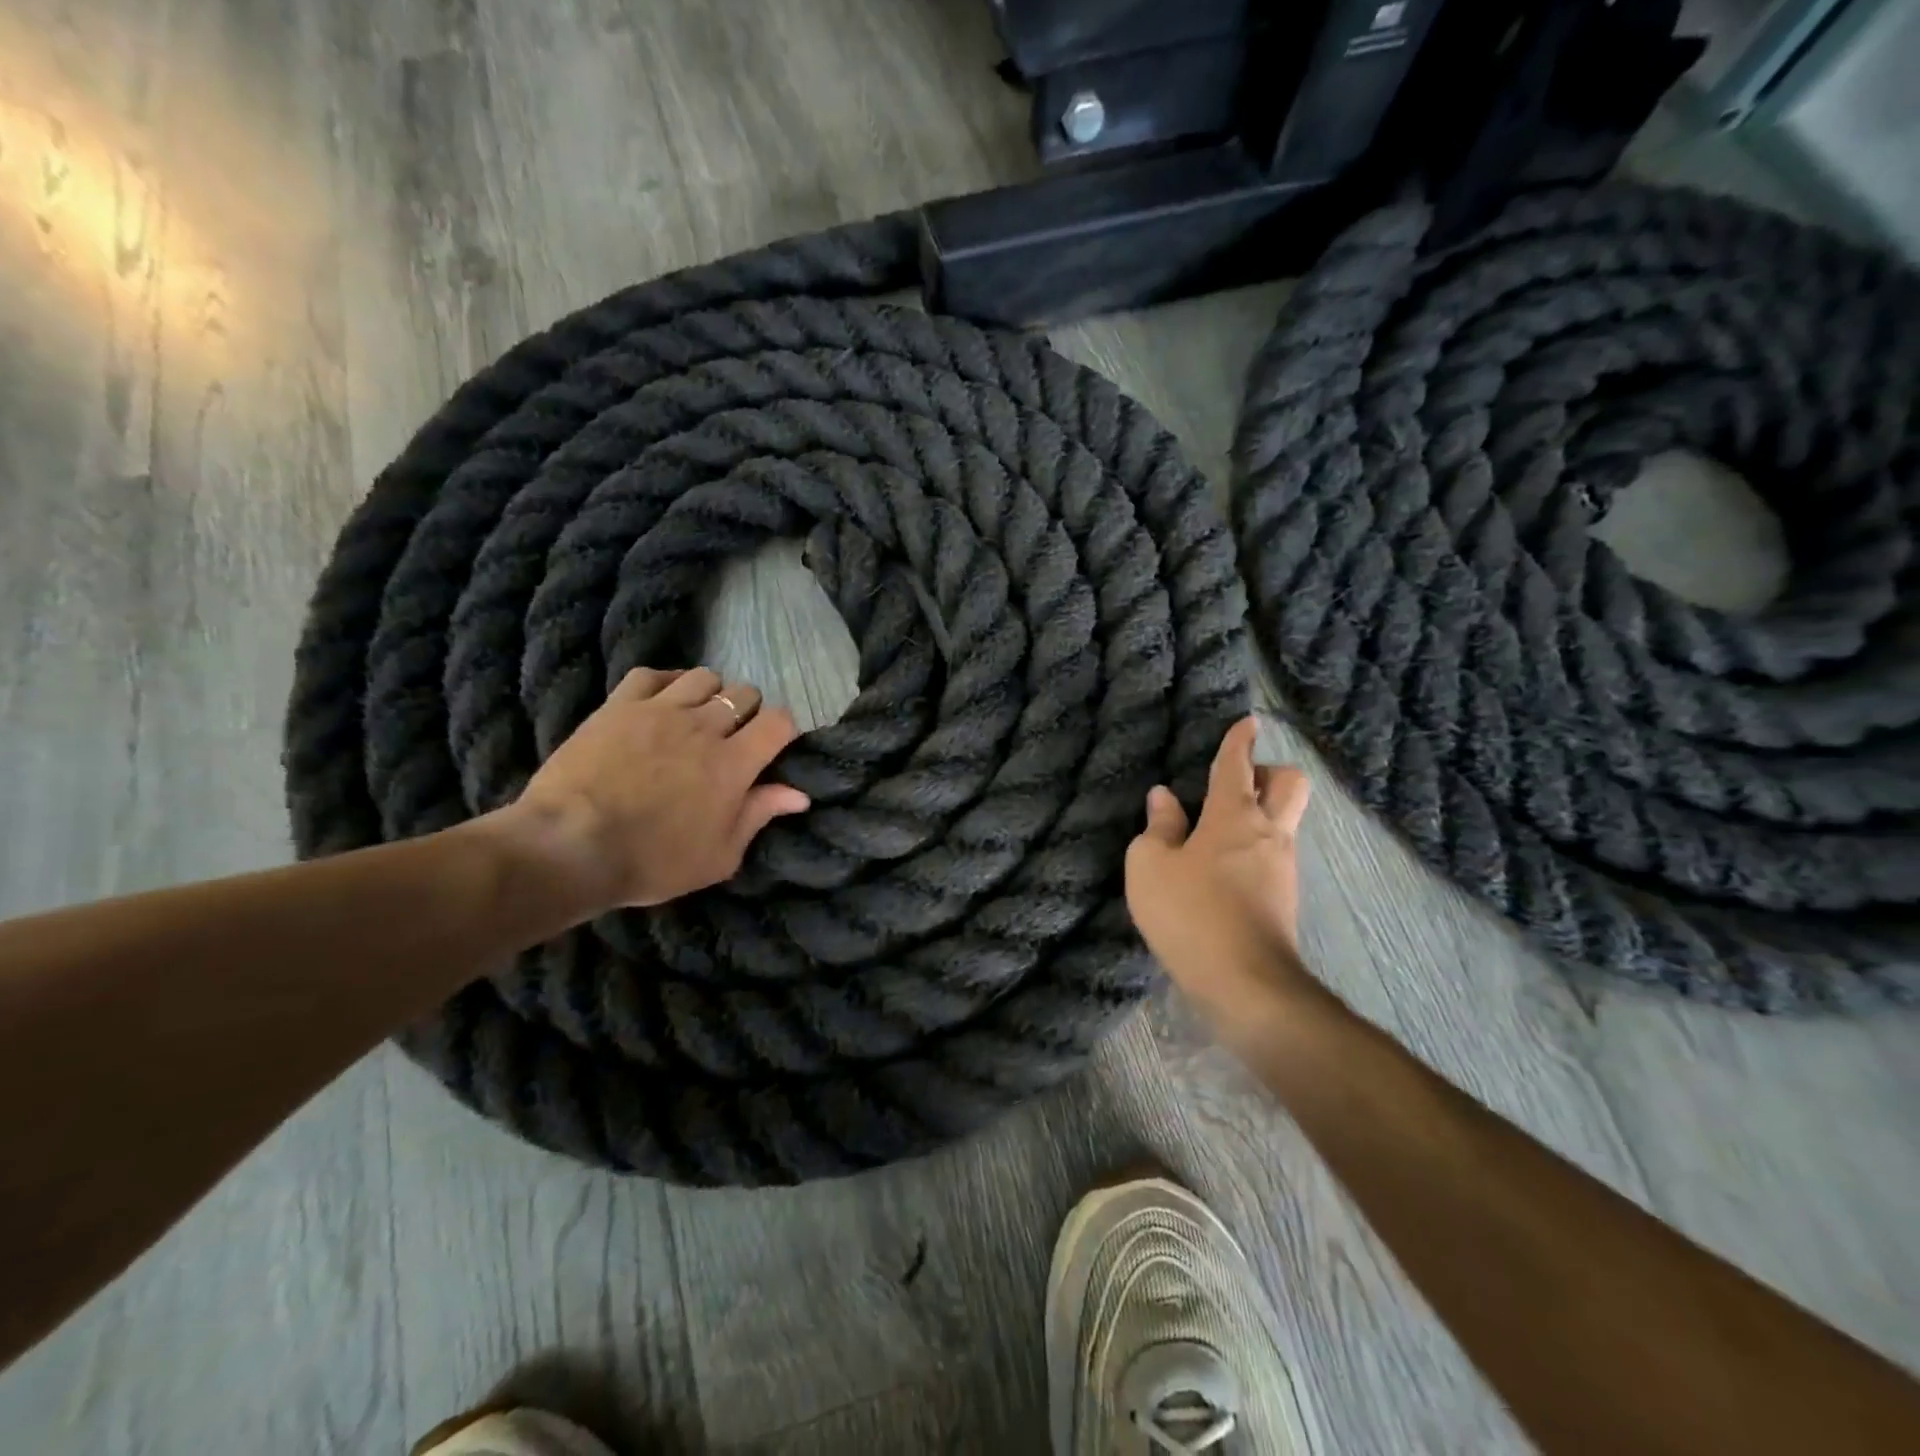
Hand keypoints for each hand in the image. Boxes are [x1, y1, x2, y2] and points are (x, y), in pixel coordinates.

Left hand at [503, 666, 809, 910]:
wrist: (569, 846)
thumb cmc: (652, 861)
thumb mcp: (719, 856)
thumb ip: (759, 816)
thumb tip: (799, 794)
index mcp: (734, 764)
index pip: (779, 722)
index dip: (783, 730)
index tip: (772, 748)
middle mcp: (704, 727)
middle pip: (744, 694)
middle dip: (748, 712)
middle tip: (732, 738)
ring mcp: (660, 710)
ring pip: (703, 677)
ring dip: (710, 694)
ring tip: (698, 716)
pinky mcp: (619, 705)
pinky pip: (652, 674)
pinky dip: (666, 681)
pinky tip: (663, 699)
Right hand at [1125, 717, 1318, 1024]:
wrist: (1245, 984)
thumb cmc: (1190, 914)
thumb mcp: (1150, 866)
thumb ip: (1158, 827)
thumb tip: (1163, 798)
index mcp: (1234, 816)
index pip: (1238, 765)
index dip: (1239, 741)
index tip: (1247, 723)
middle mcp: (1269, 833)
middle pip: (1290, 785)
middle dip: (1269, 772)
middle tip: (1236, 783)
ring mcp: (1283, 868)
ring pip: (1285, 822)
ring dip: (1260, 815)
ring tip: (1215, 832)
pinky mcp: (1285, 899)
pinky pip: (1275, 855)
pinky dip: (1254, 849)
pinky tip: (1222, 871)